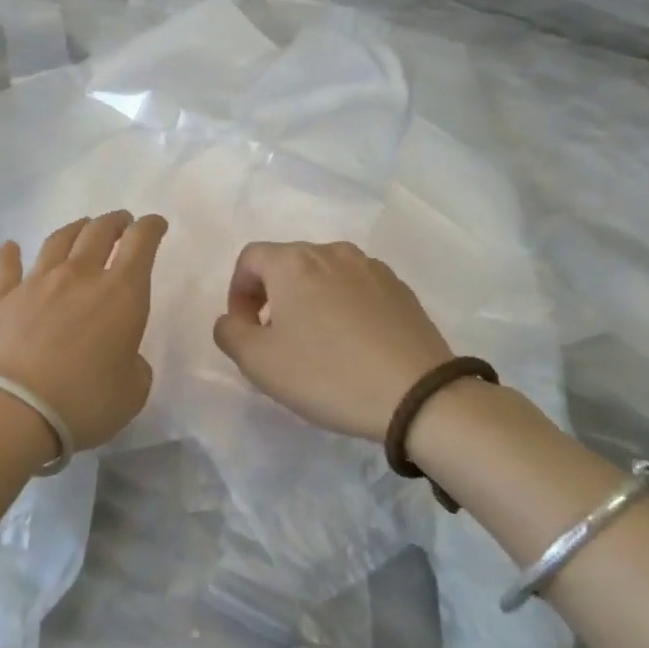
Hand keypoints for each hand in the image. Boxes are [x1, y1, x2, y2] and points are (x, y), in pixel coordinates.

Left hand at [0, 211, 168, 455]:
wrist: (11, 409)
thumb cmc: (83, 402)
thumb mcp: (133, 391)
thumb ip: (134, 365)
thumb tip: (122, 355)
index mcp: (121, 294)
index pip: (141, 243)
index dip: (151, 227)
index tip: (156, 224)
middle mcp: (79, 276)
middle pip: (99, 232)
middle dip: (115, 222)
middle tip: (122, 222)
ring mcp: (36, 283)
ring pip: (58, 241)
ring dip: (75, 229)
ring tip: (82, 228)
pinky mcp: (1, 298)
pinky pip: (6, 267)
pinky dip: (9, 254)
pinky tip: (10, 247)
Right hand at [212, 241, 454, 441]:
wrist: (418, 396)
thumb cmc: (328, 374)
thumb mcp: (259, 362)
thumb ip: (229, 332)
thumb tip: (232, 319)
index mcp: (293, 262)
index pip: (249, 259)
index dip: (238, 292)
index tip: (246, 329)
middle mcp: (331, 251)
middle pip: (287, 263)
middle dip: (272, 295)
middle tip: (276, 338)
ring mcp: (370, 267)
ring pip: (324, 274)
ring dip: (309, 299)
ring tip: (317, 341)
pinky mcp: (400, 289)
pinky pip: (356, 288)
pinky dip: (343, 306)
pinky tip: (353, 344)